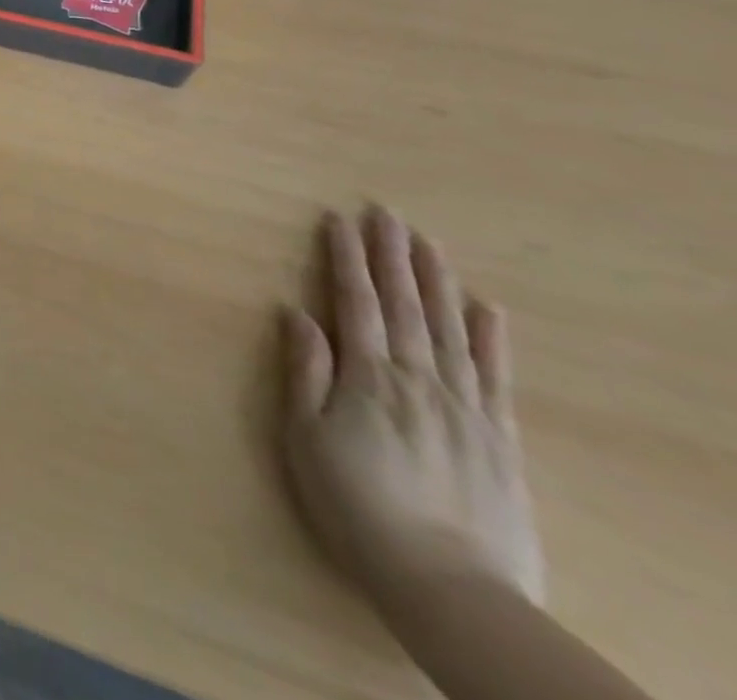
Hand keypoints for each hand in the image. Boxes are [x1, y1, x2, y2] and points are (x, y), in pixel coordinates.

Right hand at [280, 207, 545, 618]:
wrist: (448, 584)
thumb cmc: (356, 504)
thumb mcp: (306, 437)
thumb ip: (306, 371)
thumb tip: (296, 312)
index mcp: (368, 375)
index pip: (356, 301)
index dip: (345, 258)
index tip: (338, 219)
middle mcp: (418, 378)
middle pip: (405, 304)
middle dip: (392, 255)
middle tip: (387, 212)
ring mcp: (465, 406)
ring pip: (450, 328)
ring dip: (437, 281)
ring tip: (428, 242)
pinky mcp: (500, 437)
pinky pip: (496, 376)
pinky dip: (492, 339)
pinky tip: (488, 308)